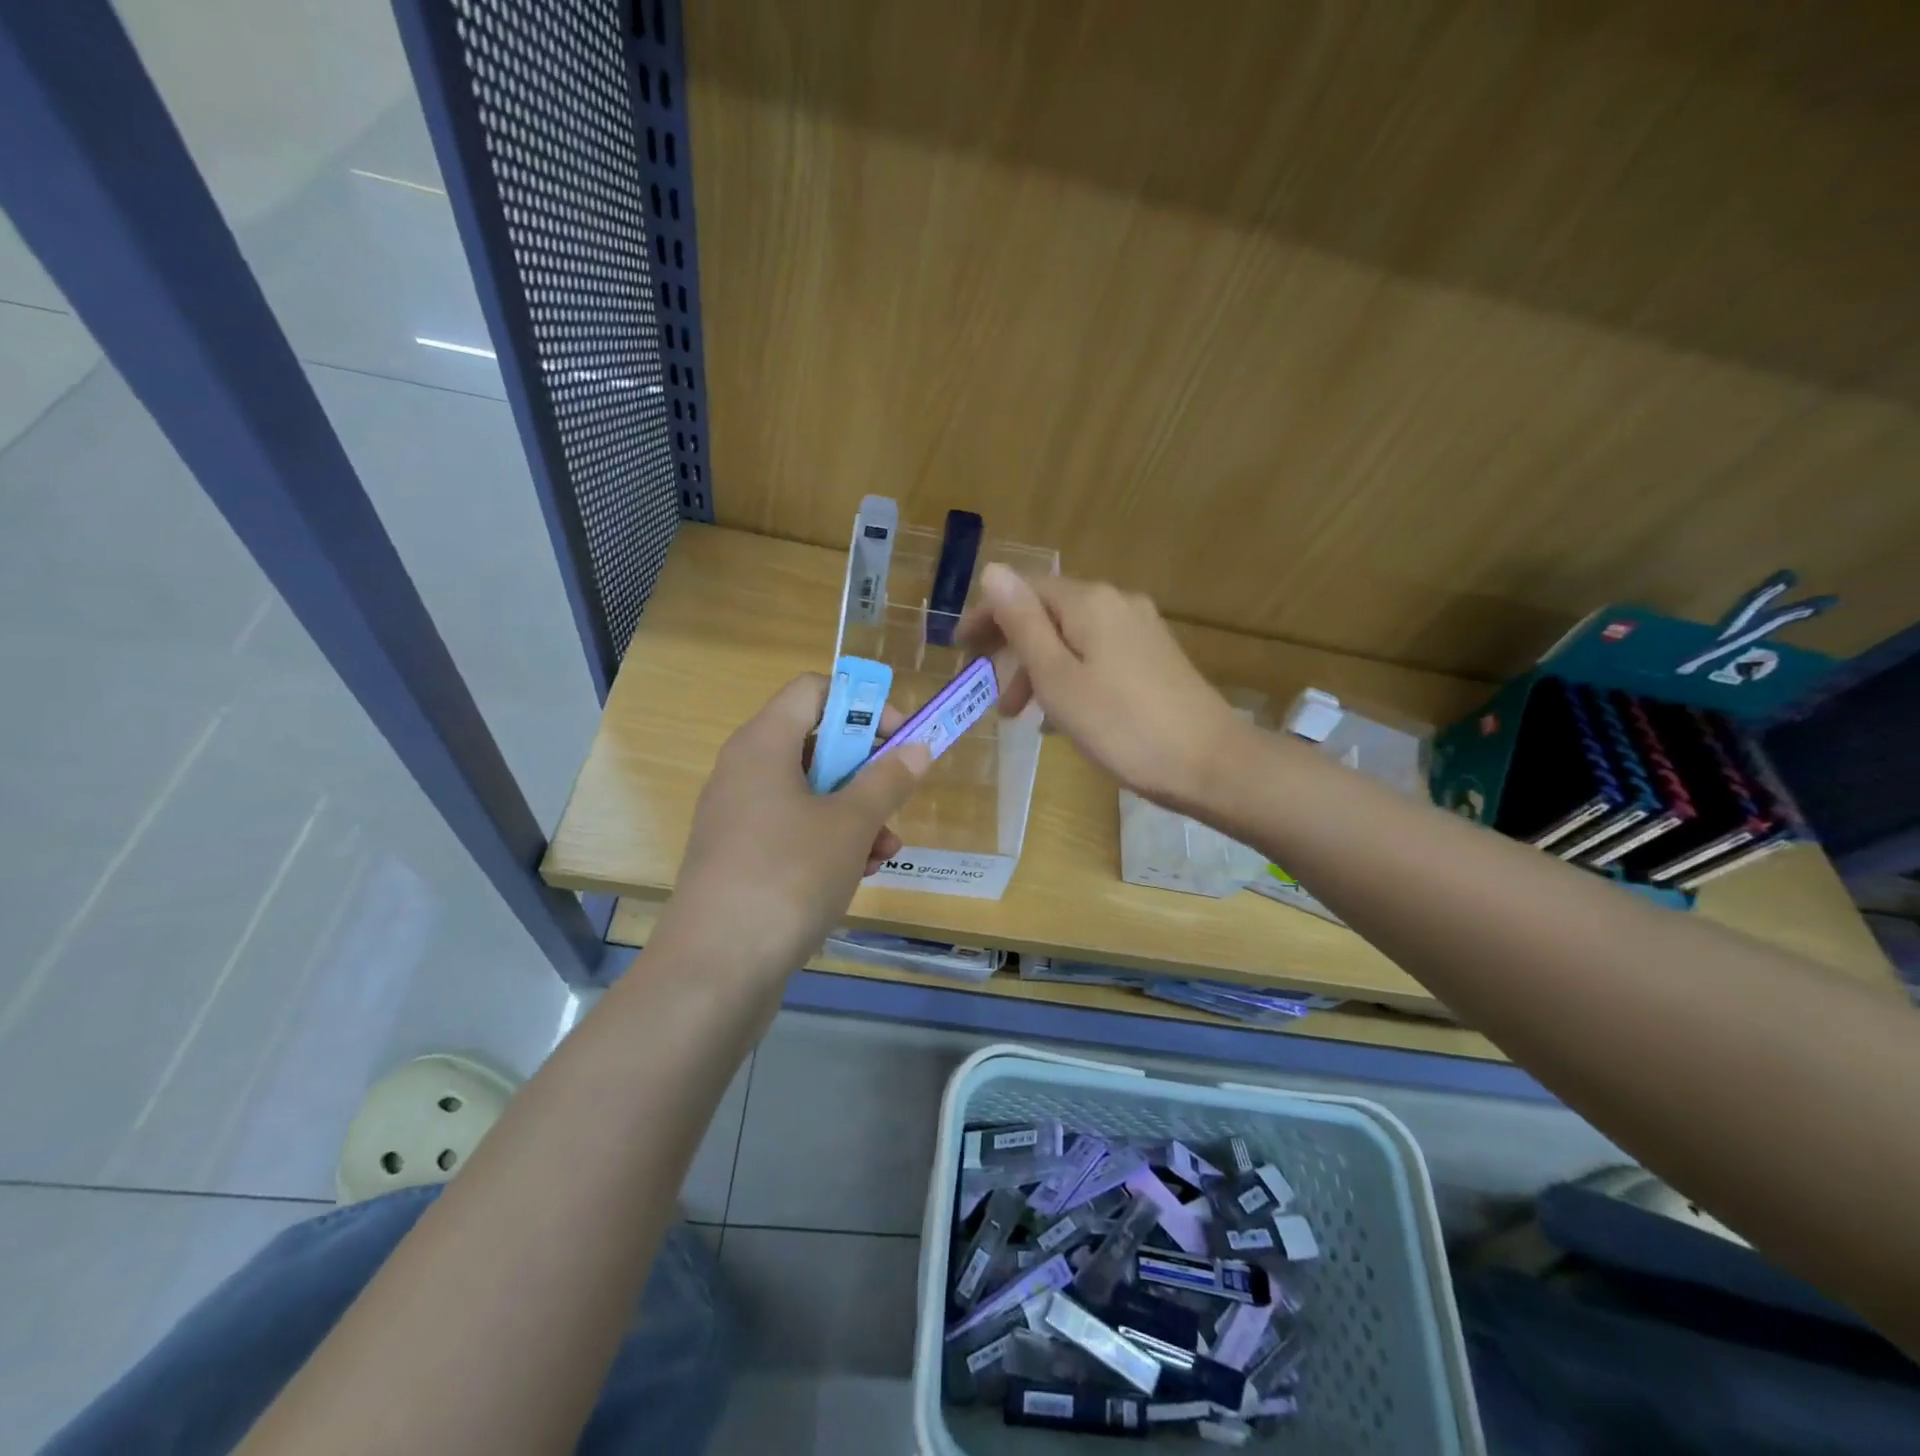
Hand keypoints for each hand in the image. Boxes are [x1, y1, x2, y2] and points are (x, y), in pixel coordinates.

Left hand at [657, 675, 930, 980]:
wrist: (715, 968)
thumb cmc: (788, 875)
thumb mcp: (851, 824)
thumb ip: (888, 780)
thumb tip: (917, 748)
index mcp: (764, 743)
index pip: (813, 690)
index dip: (862, 705)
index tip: (899, 738)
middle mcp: (745, 770)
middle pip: (815, 742)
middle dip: (864, 769)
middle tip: (896, 797)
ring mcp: (739, 816)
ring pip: (809, 792)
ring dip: (855, 812)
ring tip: (886, 849)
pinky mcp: (740, 857)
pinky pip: (793, 830)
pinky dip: (829, 841)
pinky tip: (859, 872)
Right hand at [961, 565, 1238, 811]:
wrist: (1210, 764)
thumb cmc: (1122, 727)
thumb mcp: (1058, 678)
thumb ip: (1023, 624)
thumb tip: (993, 570)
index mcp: (1089, 602)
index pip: (1023, 590)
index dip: (986, 616)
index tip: (959, 650)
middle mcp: (1117, 602)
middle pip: (1048, 613)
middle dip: (1012, 649)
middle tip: (987, 692)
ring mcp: (1141, 629)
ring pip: (1071, 638)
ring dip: (1038, 669)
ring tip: (1019, 716)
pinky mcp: (1154, 657)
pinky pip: (1096, 655)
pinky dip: (1069, 676)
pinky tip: (1061, 715)